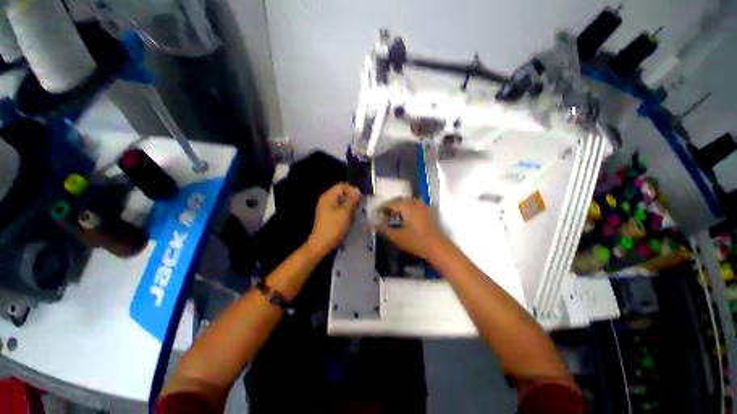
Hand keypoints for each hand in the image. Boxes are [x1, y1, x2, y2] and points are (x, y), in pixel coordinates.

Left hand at [306, 183, 360, 256]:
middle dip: (351, 198)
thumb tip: (357, 193)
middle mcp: (326, 199)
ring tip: (355, 214)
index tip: (360, 199)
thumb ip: (351, 200)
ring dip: (349, 206)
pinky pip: (339, 208)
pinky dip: (346, 211)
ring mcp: (327, 208)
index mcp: (328, 196)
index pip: (342, 186)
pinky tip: (350, 219)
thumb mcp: (345, 212)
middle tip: (359, 206)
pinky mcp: (328, 215)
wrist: (321, 244)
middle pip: (342, 193)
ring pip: (341, 201)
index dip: (352, 190)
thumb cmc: (333, 227)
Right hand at [376, 198, 447, 259]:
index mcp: (407, 206)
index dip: (382, 208)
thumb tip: (374, 224)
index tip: (375, 214)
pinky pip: (414, 208)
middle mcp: (416, 203)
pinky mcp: (428, 213)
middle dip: (390, 207)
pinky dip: (407, 211)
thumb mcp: (397, 236)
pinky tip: (405, 220)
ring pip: (408, 204)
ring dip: (399, 209)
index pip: (391, 203)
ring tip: (393, 217)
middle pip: (399, 201)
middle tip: (383, 215)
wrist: (438, 248)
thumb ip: (384, 229)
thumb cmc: (416, 241)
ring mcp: (423, 208)